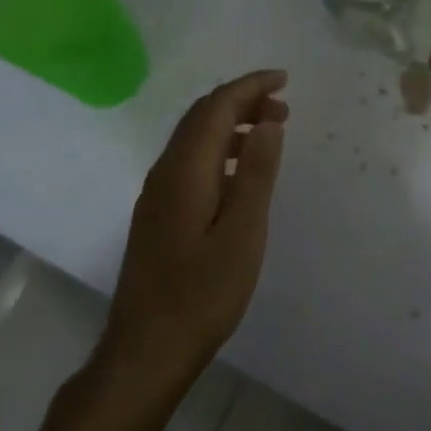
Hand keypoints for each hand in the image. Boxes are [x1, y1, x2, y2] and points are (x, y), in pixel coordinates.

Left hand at [98, 70, 288, 395]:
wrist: (146, 350)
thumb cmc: (201, 295)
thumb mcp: (242, 234)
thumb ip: (255, 174)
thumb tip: (267, 123)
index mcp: (185, 170)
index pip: (216, 106)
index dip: (250, 86)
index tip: (284, 80)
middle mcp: (165, 171)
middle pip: (202, 116)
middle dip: (242, 101)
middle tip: (284, 108)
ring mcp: (157, 193)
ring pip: (194, 138)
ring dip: (231, 125)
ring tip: (269, 134)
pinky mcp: (157, 214)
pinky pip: (189, 161)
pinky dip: (218, 149)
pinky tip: (239, 173)